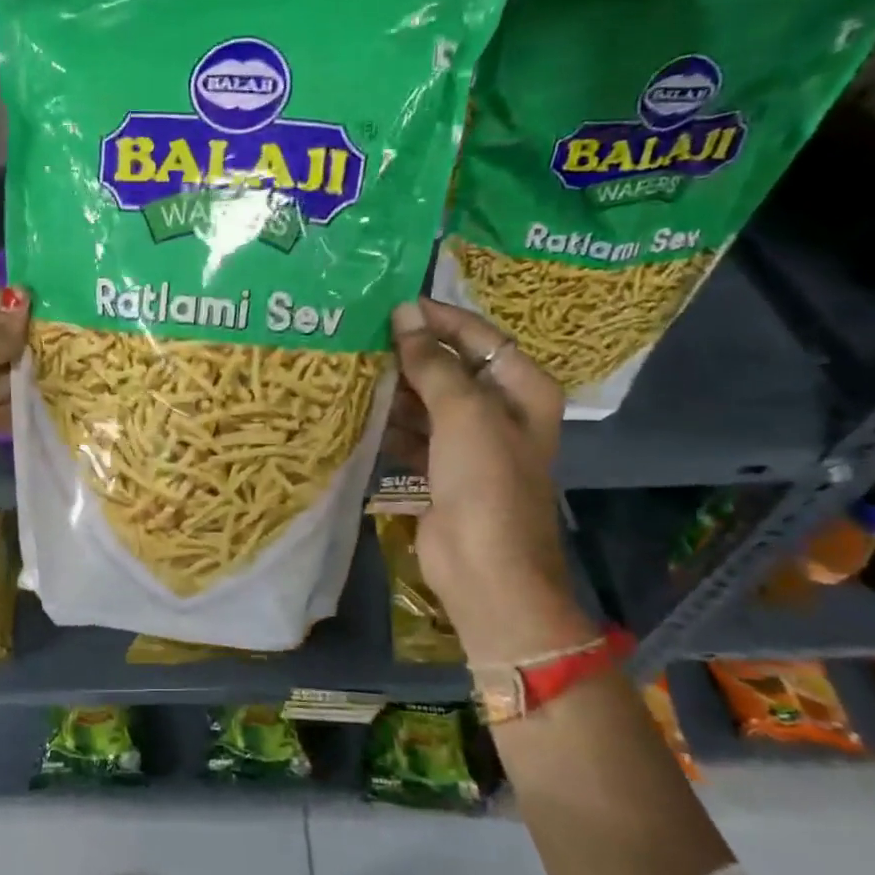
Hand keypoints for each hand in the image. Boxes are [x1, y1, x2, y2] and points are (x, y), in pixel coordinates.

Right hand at [386, 299, 590, 663]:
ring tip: (352, 369)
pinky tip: (358, 413)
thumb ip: (433, 363)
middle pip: (451, 368)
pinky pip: (412, 435)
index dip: (440, 319)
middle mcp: (499, 411)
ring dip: (395, 389)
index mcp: (522, 389)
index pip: (480, 337)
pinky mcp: (440, 470)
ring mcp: (469, 443)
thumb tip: (405, 316)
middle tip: (363, 337)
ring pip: (427, 402)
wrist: (485, 569)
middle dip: (411, 355)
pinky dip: (389, 425)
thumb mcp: (464, 412)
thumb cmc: (486, 482)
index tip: (395, 306)